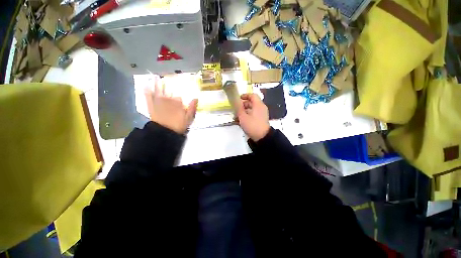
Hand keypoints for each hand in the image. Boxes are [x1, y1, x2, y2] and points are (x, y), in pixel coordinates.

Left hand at [144, 77, 197, 133]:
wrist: (165, 132)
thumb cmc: (178, 125)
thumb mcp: (188, 118)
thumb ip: (192, 108)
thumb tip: (196, 98)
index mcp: (178, 102)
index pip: (179, 96)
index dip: (179, 95)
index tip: (179, 94)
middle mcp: (168, 99)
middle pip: (169, 91)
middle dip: (168, 85)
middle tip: (166, 77)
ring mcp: (159, 102)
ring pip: (159, 91)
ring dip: (157, 84)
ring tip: (156, 76)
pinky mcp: (151, 106)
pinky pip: (148, 97)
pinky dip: (147, 91)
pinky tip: (145, 85)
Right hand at [237, 93, 269, 141]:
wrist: (262, 137)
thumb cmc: (252, 125)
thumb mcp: (243, 116)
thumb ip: (239, 108)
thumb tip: (236, 101)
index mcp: (258, 105)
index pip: (252, 95)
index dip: (245, 95)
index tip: (238, 98)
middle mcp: (261, 108)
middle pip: (251, 103)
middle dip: (242, 105)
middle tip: (235, 109)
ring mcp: (261, 114)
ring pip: (251, 109)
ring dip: (244, 111)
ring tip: (236, 116)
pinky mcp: (260, 120)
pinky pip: (253, 115)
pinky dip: (247, 116)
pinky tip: (241, 121)